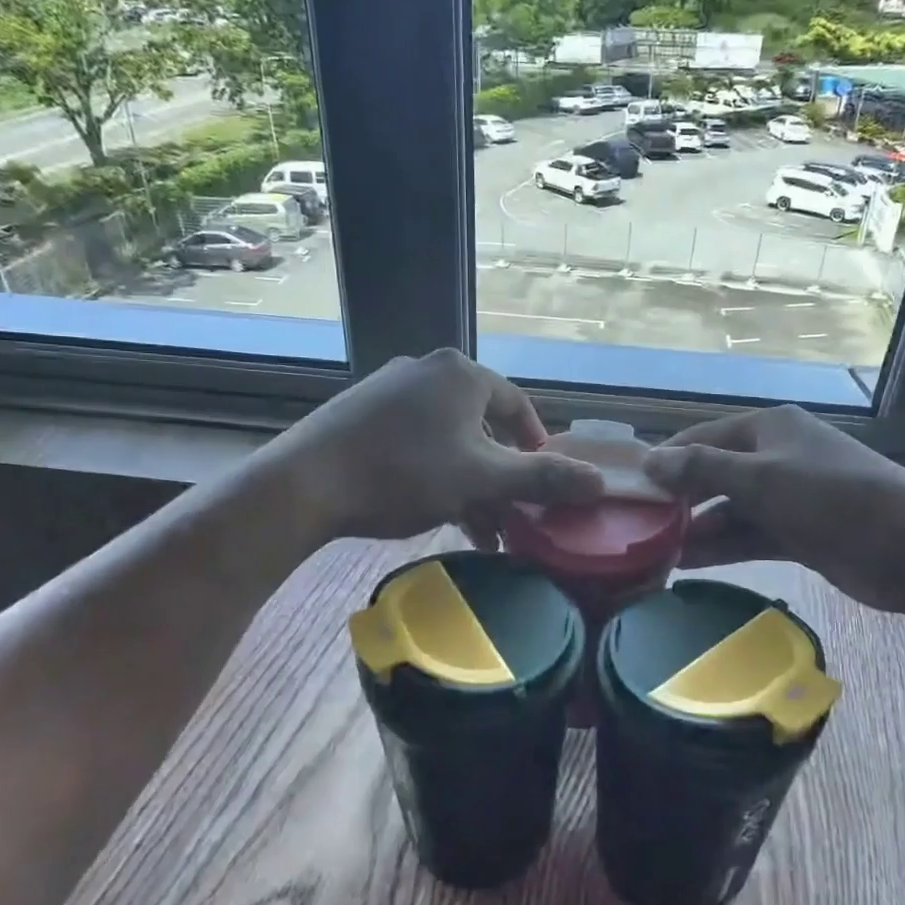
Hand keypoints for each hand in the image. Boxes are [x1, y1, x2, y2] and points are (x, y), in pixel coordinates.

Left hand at [269, 349, 603, 543]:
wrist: (305, 483)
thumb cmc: (404, 473)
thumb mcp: (482, 479)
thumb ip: (543, 478)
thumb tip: (600, 482)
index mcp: (462, 374)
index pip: (519, 408)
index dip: (539, 450)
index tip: (545, 487)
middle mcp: (428, 371)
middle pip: (483, 428)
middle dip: (500, 478)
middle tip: (509, 519)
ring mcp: (390, 390)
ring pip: (449, 440)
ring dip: (470, 485)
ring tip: (478, 532)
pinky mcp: (362, 414)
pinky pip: (416, 442)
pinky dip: (435, 475)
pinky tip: (437, 513)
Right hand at [642, 405, 904, 617]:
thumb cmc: (833, 498)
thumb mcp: (761, 477)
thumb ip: (702, 468)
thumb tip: (649, 461)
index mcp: (768, 429)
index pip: (702, 437)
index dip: (666, 459)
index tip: (629, 487)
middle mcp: (775, 457)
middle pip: (714, 474)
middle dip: (679, 498)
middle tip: (636, 525)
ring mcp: (789, 497)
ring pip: (730, 510)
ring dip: (697, 528)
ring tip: (653, 551)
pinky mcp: (799, 534)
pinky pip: (749, 536)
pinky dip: (722, 548)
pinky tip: (688, 564)